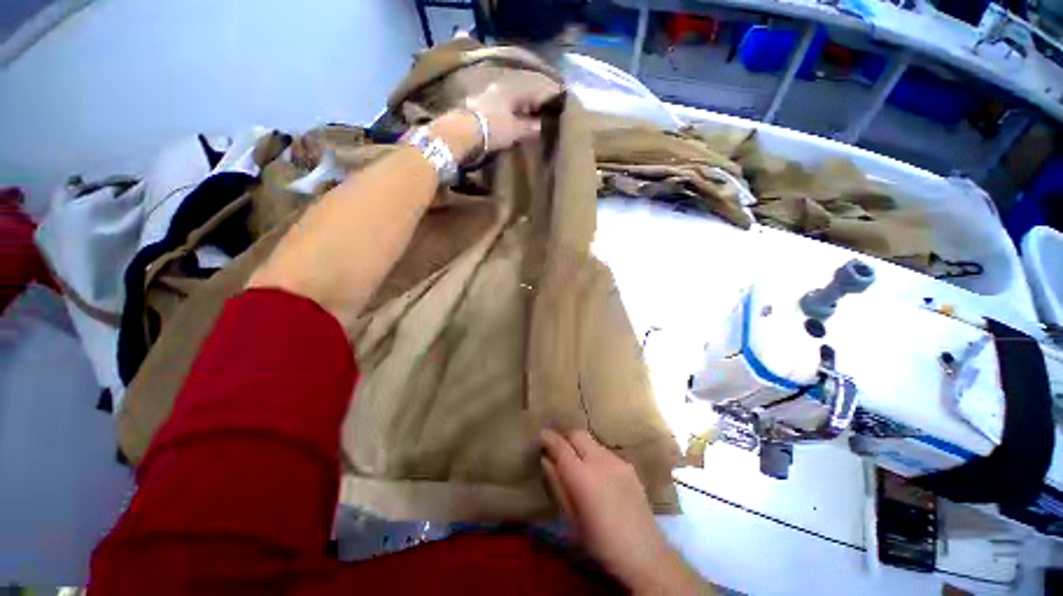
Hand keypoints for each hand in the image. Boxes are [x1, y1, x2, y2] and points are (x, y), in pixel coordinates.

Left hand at [464, 73, 558, 152]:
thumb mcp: (515, 130)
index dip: (553, 93)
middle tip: (550, 106)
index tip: (563, 100)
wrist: (461, 132)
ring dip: (526, 99)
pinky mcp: (484, 99)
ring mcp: (493, 89)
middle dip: (539, 95)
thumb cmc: (492, 129)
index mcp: (516, 87)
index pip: (541, 86)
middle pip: (528, 86)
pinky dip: (515, 104)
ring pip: (517, 91)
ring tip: (535, 110)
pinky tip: (517, 112)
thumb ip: (530, 126)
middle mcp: (505, 82)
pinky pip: (507, 97)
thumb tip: (541, 124)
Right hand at [541, 429, 709, 593]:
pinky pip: (605, 452)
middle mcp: (599, 461)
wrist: (645, 554)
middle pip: (578, 434)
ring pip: (592, 442)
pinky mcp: (628, 466)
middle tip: (558, 449)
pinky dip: (595, 455)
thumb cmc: (600, 543)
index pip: (561, 446)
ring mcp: (617, 461)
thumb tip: (546, 460)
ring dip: (580, 446)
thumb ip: (557, 485)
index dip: (549, 438)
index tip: (541, 435)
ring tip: (578, 463)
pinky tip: (598, 475)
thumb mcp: (571, 519)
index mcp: (582, 476)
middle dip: (565, 437)